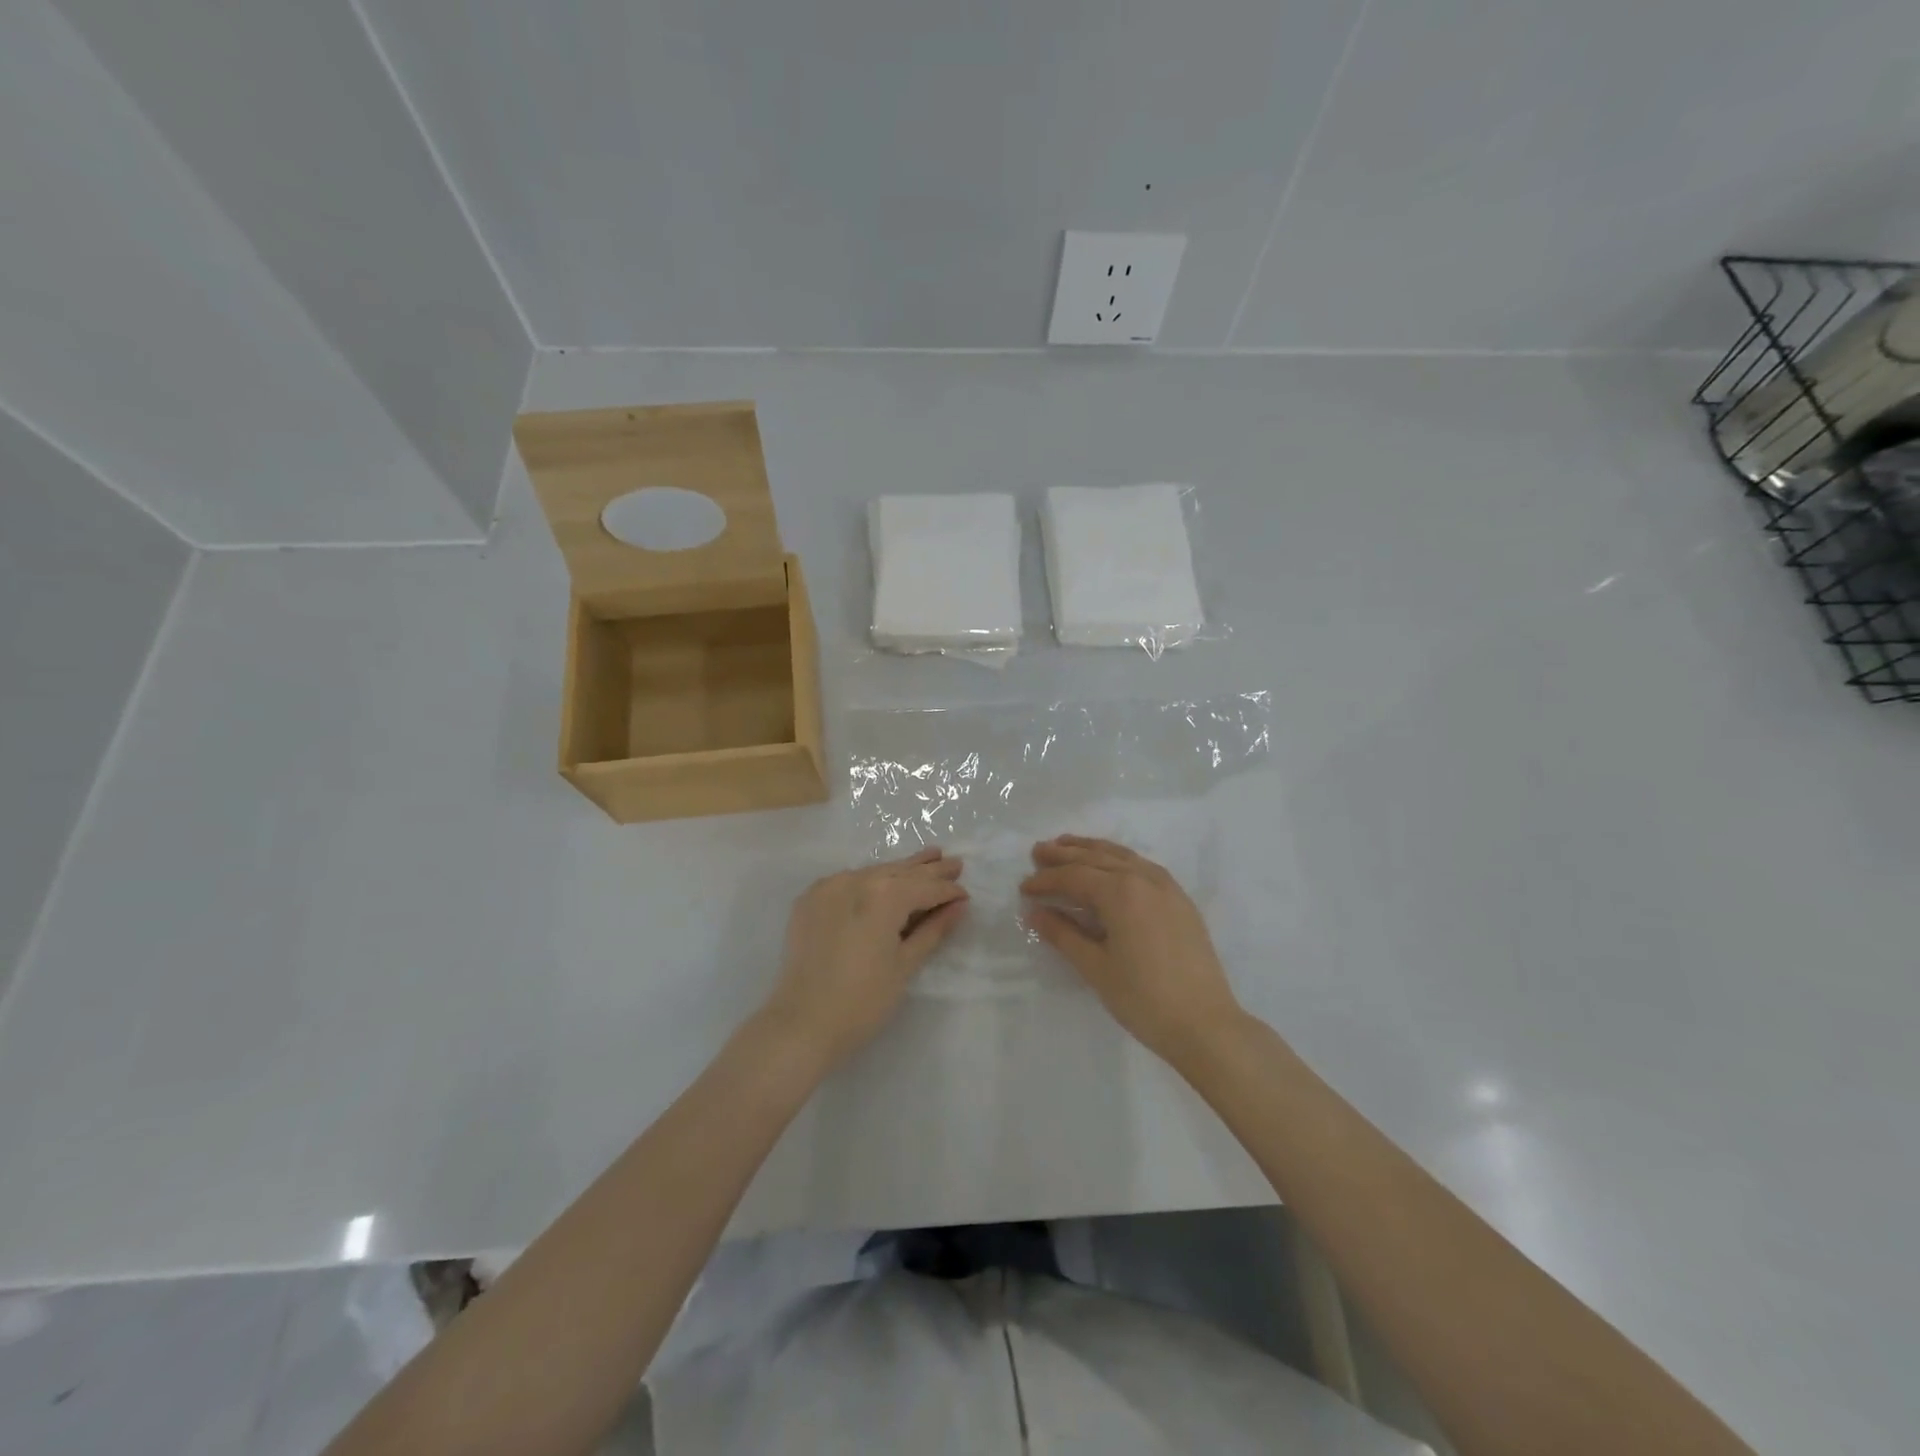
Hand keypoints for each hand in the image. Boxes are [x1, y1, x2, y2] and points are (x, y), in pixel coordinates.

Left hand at [759, 846, 967, 1067]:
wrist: (801, 1023)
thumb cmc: (863, 1001)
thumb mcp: (905, 965)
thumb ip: (933, 930)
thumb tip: (958, 906)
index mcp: (885, 894)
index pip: (926, 887)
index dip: (949, 891)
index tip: (966, 894)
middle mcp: (857, 879)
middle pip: (901, 872)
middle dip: (929, 870)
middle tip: (954, 862)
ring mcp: (829, 886)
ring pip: (874, 872)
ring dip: (901, 870)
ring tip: (927, 858)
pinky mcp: (810, 899)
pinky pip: (848, 881)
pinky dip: (870, 880)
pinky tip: (882, 880)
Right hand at [1022, 836, 1244, 1064]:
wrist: (1205, 1024)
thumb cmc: (1143, 999)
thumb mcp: (1095, 968)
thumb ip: (1063, 934)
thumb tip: (1035, 912)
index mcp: (1120, 892)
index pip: (1074, 876)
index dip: (1046, 880)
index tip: (1023, 888)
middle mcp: (1144, 878)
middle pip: (1097, 858)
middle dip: (1064, 854)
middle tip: (1038, 851)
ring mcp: (1167, 887)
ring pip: (1122, 856)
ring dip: (1092, 850)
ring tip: (1068, 845)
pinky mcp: (1180, 900)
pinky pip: (1142, 866)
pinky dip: (1118, 859)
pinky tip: (1110, 866)